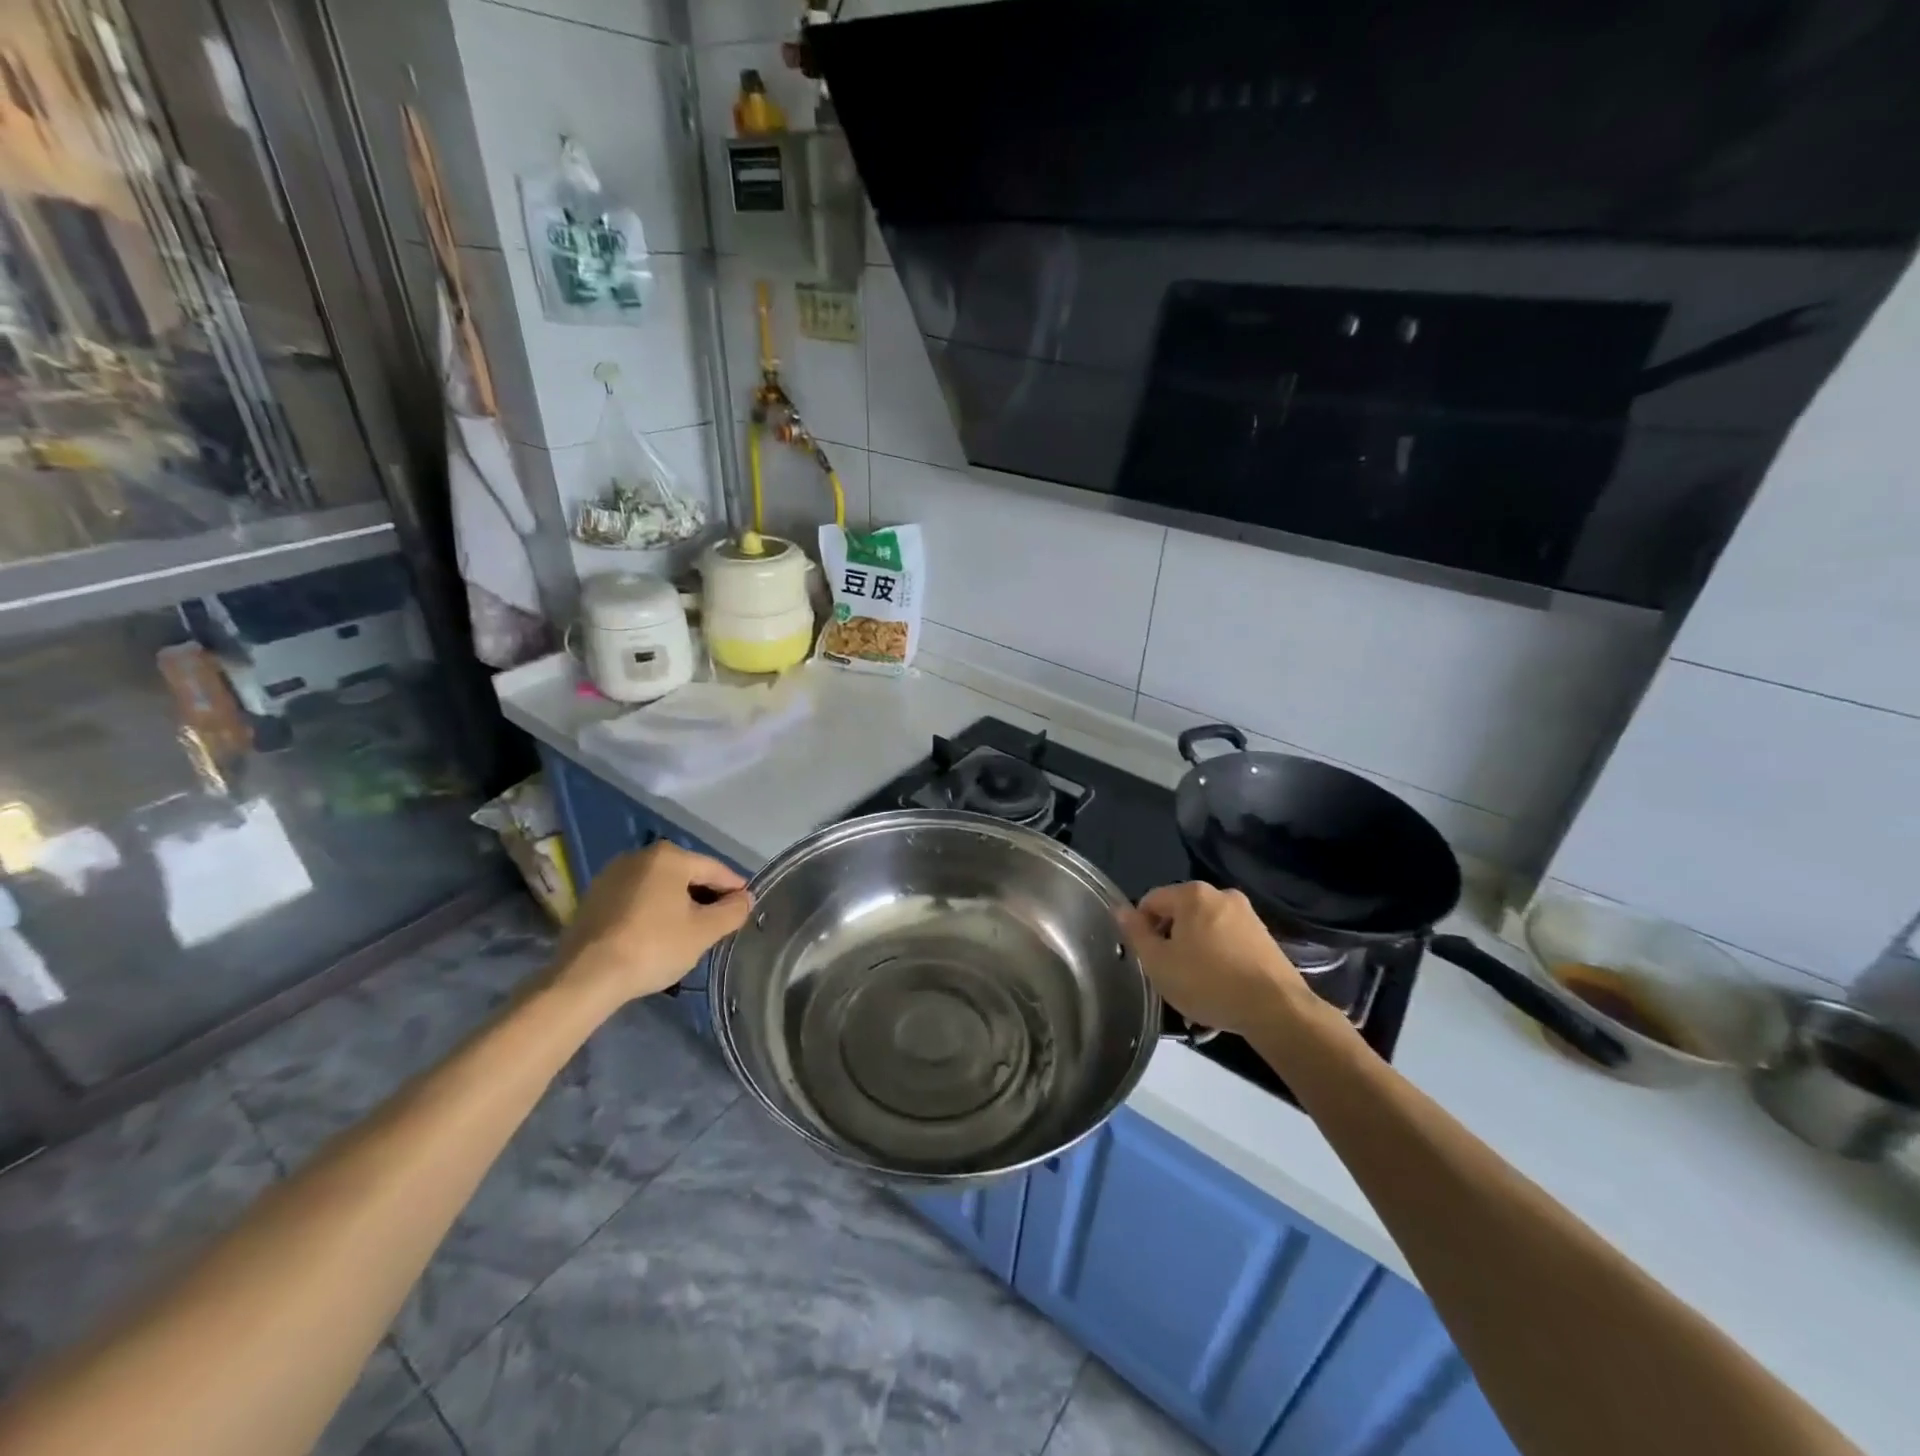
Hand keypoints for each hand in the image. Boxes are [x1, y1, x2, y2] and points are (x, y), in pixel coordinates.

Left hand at [553, 841, 751, 1008]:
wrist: (585, 976)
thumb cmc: (653, 946)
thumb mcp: (703, 932)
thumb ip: (732, 911)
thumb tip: (745, 899)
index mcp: (669, 857)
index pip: (714, 869)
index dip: (734, 888)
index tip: (746, 907)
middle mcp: (640, 856)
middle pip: (686, 875)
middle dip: (705, 896)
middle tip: (719, 923)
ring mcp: (612, 875)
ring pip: (660, 886)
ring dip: (678, 904)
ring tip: (689, 931)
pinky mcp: (593, 897)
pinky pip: (636, 898)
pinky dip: (652, 910)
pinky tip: (656, 934)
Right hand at [1118, 882, 1316, 1035]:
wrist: (1275, 1009)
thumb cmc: (1208, 982)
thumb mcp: (1159, 963)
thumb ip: (1136, 933)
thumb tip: (1120, 910)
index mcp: (1192, 894)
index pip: (1151, 901)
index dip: (1141, 928)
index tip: (1147, 959)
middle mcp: (1221, 895)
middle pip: (1180, 914)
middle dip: (1170, 941)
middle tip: (1169, 975)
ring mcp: (1247, 915)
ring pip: (1205, 930)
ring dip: (1194, 953)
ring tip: (1195, 988)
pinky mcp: (1265, 937)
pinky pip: (1228, 943)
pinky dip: (1218, 960)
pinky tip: (1219, 989)